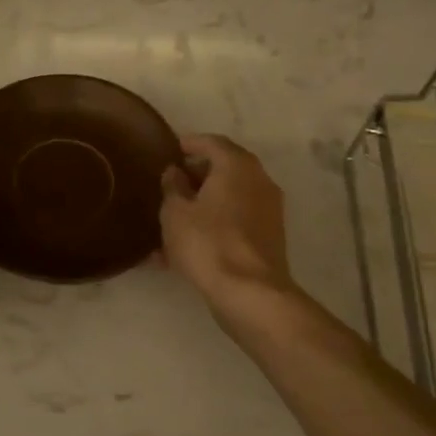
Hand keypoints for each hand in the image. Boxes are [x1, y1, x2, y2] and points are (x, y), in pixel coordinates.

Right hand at [159, 134, 293, 306]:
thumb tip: (175, 172)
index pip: (212, 142)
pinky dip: (211, 226)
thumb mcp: (175, 212)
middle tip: (168, 184)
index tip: (169, 148)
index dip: (189, 143)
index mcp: (237, 166)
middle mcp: (258, 181)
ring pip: (227, 199)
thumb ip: (172, 186)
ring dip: (201, 205)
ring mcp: (267, 210)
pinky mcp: (267, 238)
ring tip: (170, 220)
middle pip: (223, 169)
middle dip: (195, 176)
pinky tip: (182, 249)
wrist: (249, 293)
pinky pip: (233, 223)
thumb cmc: (207, 243)